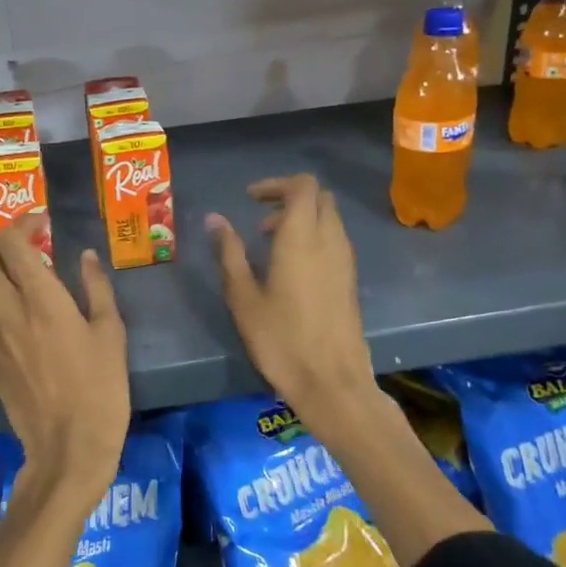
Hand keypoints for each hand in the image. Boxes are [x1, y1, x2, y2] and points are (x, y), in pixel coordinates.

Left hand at [0, 216, 128, 508]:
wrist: (66, 448)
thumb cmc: (99, 389)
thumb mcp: (110, 334)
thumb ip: (96, 288)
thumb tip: (85, 256)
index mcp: (40, 298)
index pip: (11, 243)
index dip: (22, 223)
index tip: (42, 222)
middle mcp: (7, 309)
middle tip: (25, 243)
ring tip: (17, 269)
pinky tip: (11, 303)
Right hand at [206, 175, 376, 417]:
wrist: (332, 382)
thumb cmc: (281, 339)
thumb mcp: (243, 297)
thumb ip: (229, 252)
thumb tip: (214, 218)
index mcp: (302, 238)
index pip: (303, 186)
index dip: (276, 184)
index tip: (251, 200)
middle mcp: (330, 241)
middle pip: (320, 197)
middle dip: (290, 197)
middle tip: (261, 219)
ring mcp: (345, 261)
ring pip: (330, 218)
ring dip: (303, 218)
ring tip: (271, 244)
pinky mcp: (350, 280)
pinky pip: (335, 240)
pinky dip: (314, 237)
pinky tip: (291, 268)